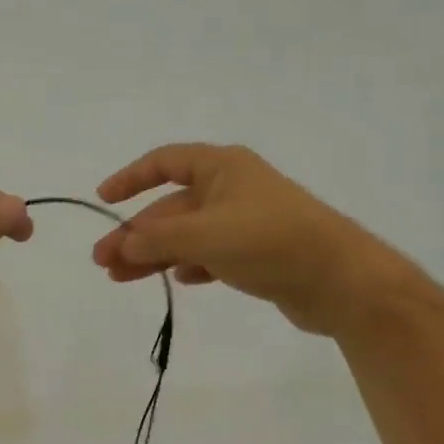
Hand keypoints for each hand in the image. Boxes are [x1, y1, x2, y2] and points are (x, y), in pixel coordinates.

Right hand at [90, 143, 407, 336]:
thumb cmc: (270, 242)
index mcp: (222, 167)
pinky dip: (190, 265)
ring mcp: (245, 222)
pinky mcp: (256, 254)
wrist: (341, 281)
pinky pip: (211, 255)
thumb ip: (157, 238)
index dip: (131, 178)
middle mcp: (232, 189)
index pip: (165, 162)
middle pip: (171, 207)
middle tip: (103, 261)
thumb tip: (123, 244)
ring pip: (187, 235)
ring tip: (121, 278)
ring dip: (154, 254)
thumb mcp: (204, 235)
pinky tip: (179, 281)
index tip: (103, 199)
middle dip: (136, 233)